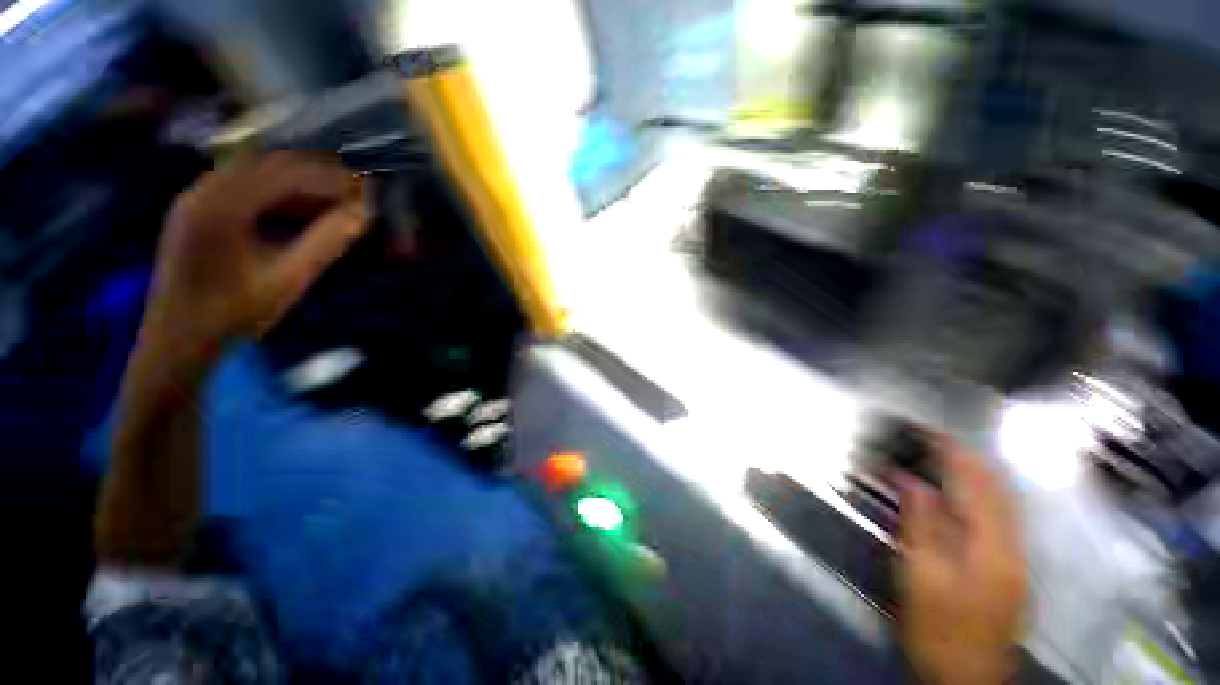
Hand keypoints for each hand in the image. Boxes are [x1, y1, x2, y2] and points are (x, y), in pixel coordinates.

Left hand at [141, 151, 366, 363]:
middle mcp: (203, 191)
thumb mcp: (287, 281)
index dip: (330, 179)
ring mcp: (196, 199)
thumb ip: (326, 244)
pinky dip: (276, 193)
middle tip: (353, 193)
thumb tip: (362, 215)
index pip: (286, 174)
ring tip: (332, 202)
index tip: (365, 191)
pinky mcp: (196, 210)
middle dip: (316, 175)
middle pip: (269, 164)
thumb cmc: (232, 315)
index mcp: (221, 207)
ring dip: (297, 183)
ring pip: (255, 172)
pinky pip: (242, 187)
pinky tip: (298, 212)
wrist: (177, 340)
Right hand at [898, 439, 1025, 684]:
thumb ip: (920, 523)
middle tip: (928, 438)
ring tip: (942, 456)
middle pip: (995, 488)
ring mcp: (1014, 558)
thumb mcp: (920, 575)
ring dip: (973, 473)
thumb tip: (910, 480)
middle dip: (963, 457)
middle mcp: (1011, 545)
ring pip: (1001, 501)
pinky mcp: (1008, 569)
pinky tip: (961, 494)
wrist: (966, 678)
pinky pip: (998, 517)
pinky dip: (979, 495)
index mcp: (991, 545)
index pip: (974, 483)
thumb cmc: (939, 628)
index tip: (923, 430)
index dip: (949, 452)